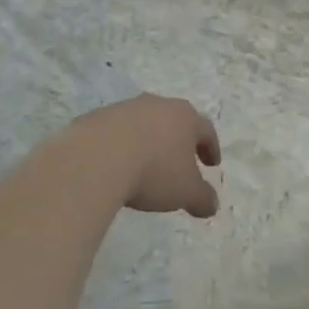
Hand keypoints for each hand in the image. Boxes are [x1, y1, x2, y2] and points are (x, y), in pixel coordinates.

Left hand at [59, 93, 221, 218]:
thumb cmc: (154, 172)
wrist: (97, 158)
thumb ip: (203, 198)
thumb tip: (212, 204)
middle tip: (181, 162)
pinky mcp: (98, 117)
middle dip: (179, 141)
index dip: (210, 148)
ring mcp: (126, 108)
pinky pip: (116, 131)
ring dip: (149, 141)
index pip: (205, 130)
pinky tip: (117, 165)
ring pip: (144, 123)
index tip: (212, 165)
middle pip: (174, 120)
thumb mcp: (186, 192)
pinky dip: (121, 145)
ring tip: (146, 165)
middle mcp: (157, 104)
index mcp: (185, 117)